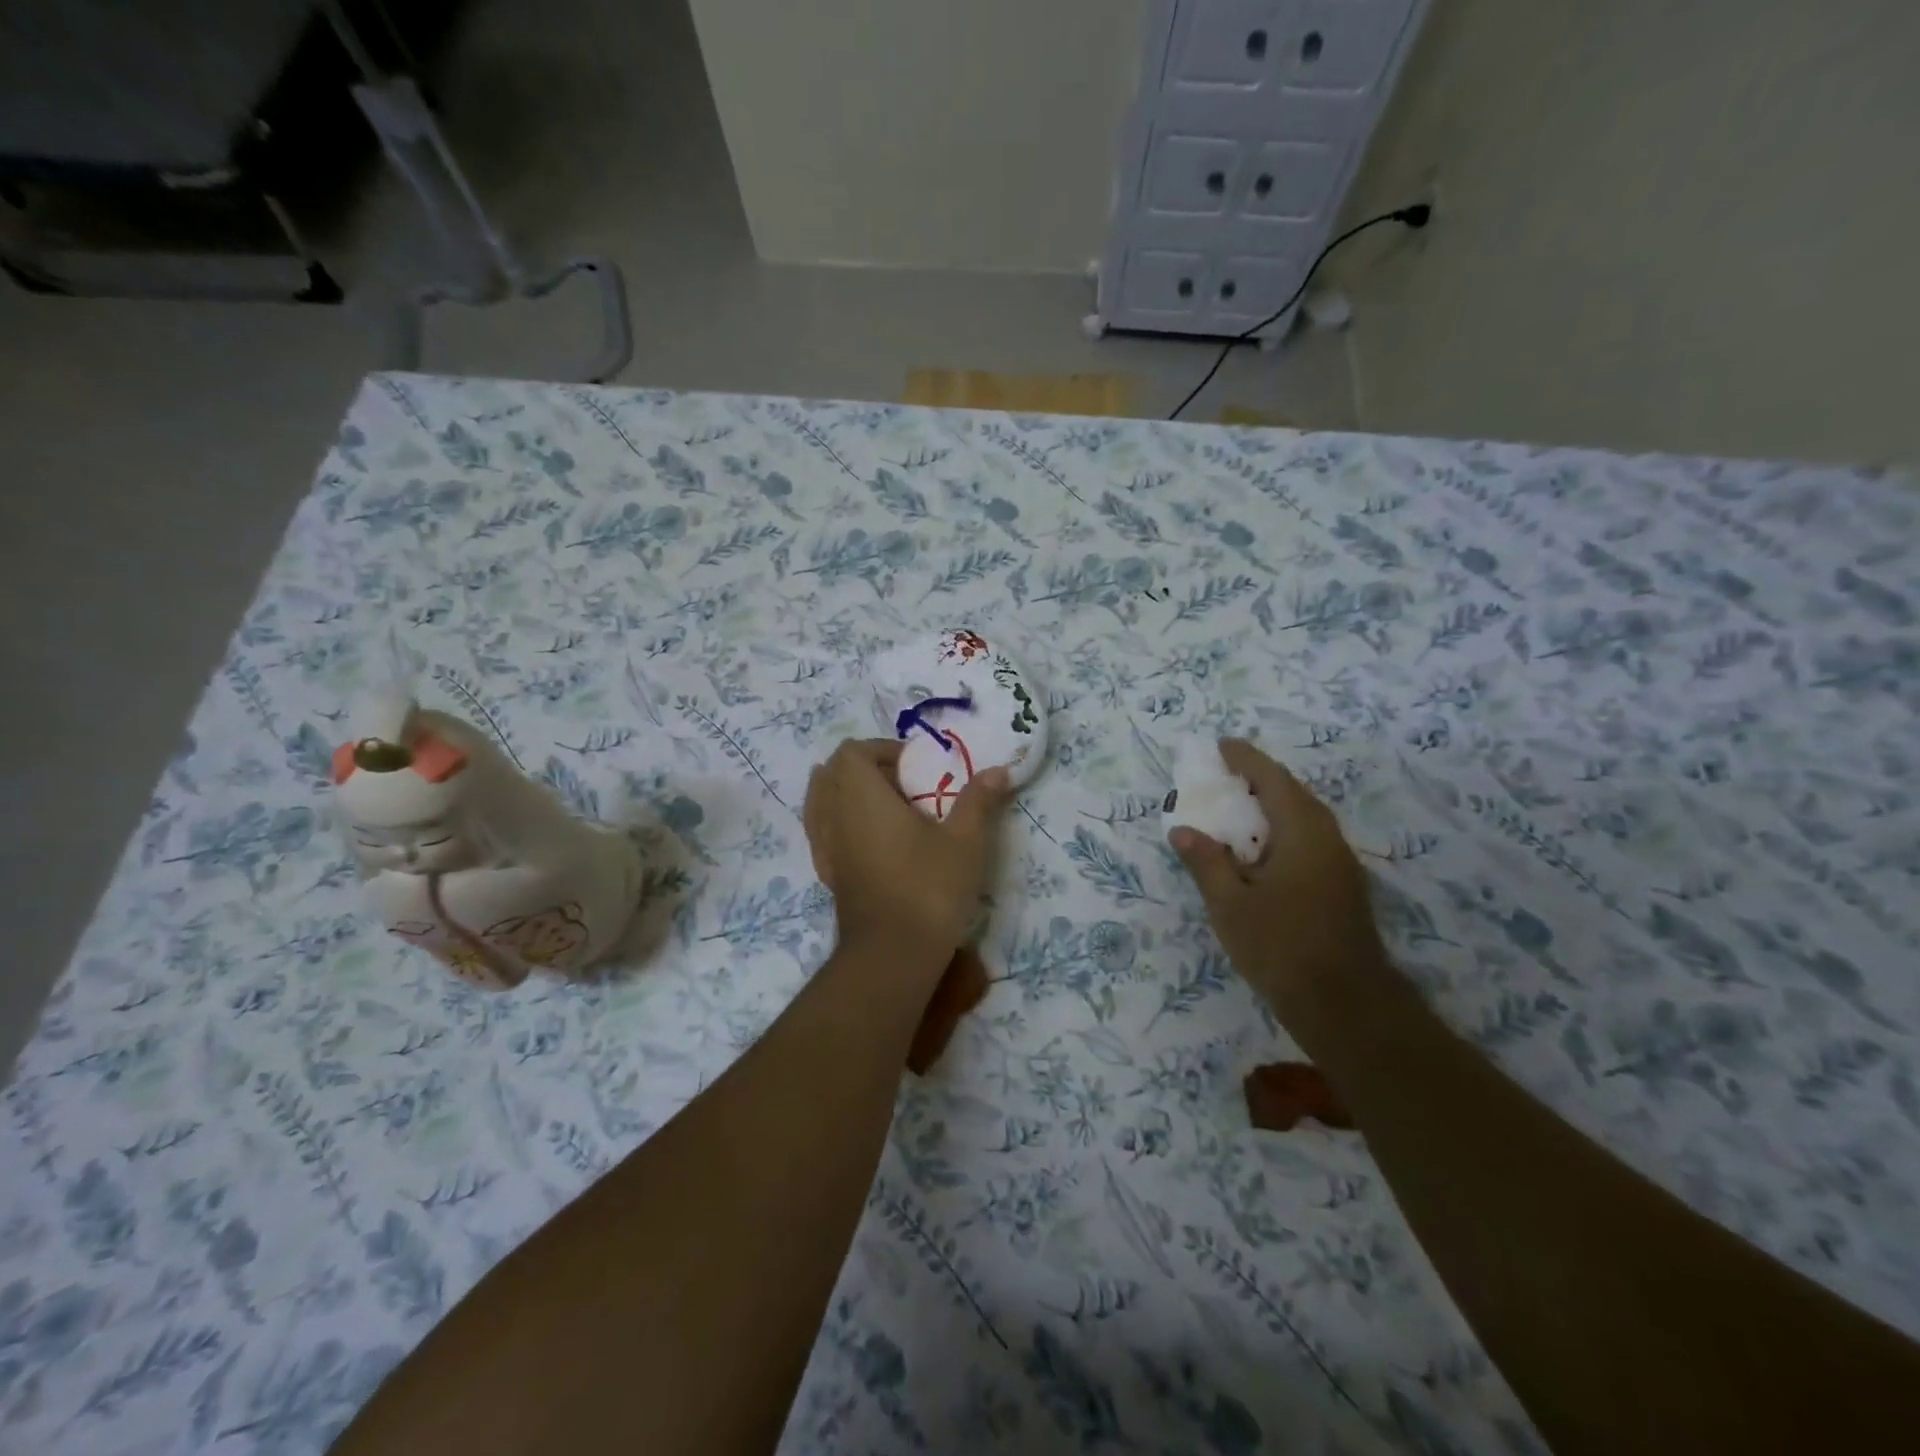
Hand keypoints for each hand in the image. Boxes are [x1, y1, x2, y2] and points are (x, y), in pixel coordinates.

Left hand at [804, 739, 1011, 964]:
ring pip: (821, 803)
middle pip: (832, 773)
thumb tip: (998, 770)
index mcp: (860, 796)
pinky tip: (870, 840)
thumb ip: (978, 800)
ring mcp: (826, 847)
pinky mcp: (829, 875)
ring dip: (848, 795)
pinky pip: (823, 833)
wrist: (893, 954)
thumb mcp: (965, 841)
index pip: (852, 752)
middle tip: (904, 786)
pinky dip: (840, 823)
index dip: (882, 749)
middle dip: (865, 769)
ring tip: (886, 809)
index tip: (915, 767)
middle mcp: (834, 815)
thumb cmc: (928, 888)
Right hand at [1167, 740, 1387, 1042]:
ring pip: (1304, 818)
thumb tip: (1183, 830)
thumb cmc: (1282, 947)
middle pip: (1293, 794)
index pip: (1272, 779)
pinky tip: (1261, 851)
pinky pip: (1309, 840)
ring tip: (1238, 809)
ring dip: (1272, 806)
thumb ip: (1206, 863)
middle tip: (1224, 775)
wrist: (1346, 1005)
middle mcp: (1328, 838)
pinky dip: (1281, 830)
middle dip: (1259, 779)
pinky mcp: (1343, 887)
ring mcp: (1341, 864)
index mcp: (1302, 833)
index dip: (1245, 759)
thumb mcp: (1230, 905)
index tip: (1220, 745)